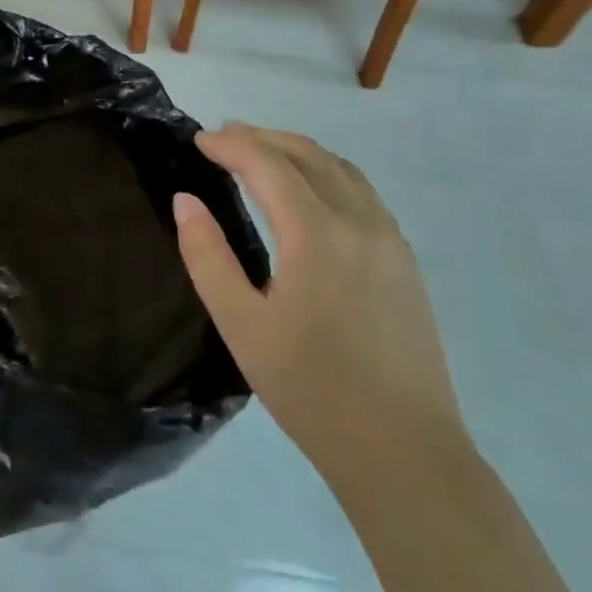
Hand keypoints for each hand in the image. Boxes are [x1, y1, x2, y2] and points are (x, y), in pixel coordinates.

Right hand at [173, 123, 465, 481]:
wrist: (405, 453)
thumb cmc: (312, 391)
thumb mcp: (241, 326)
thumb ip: (207, 256)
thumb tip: (186, 201)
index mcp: (316, 233)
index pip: (267, 163)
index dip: (230, 145)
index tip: (198, 141)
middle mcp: (359, 222)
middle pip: (307, 154)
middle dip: (262, 138)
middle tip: (223, 138)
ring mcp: (390, 240)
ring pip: (340, 168)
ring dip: (296, 150)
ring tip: (262, 153)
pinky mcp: (405, 262)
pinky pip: (362, 192)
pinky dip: (326, 171)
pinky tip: (310, 191)